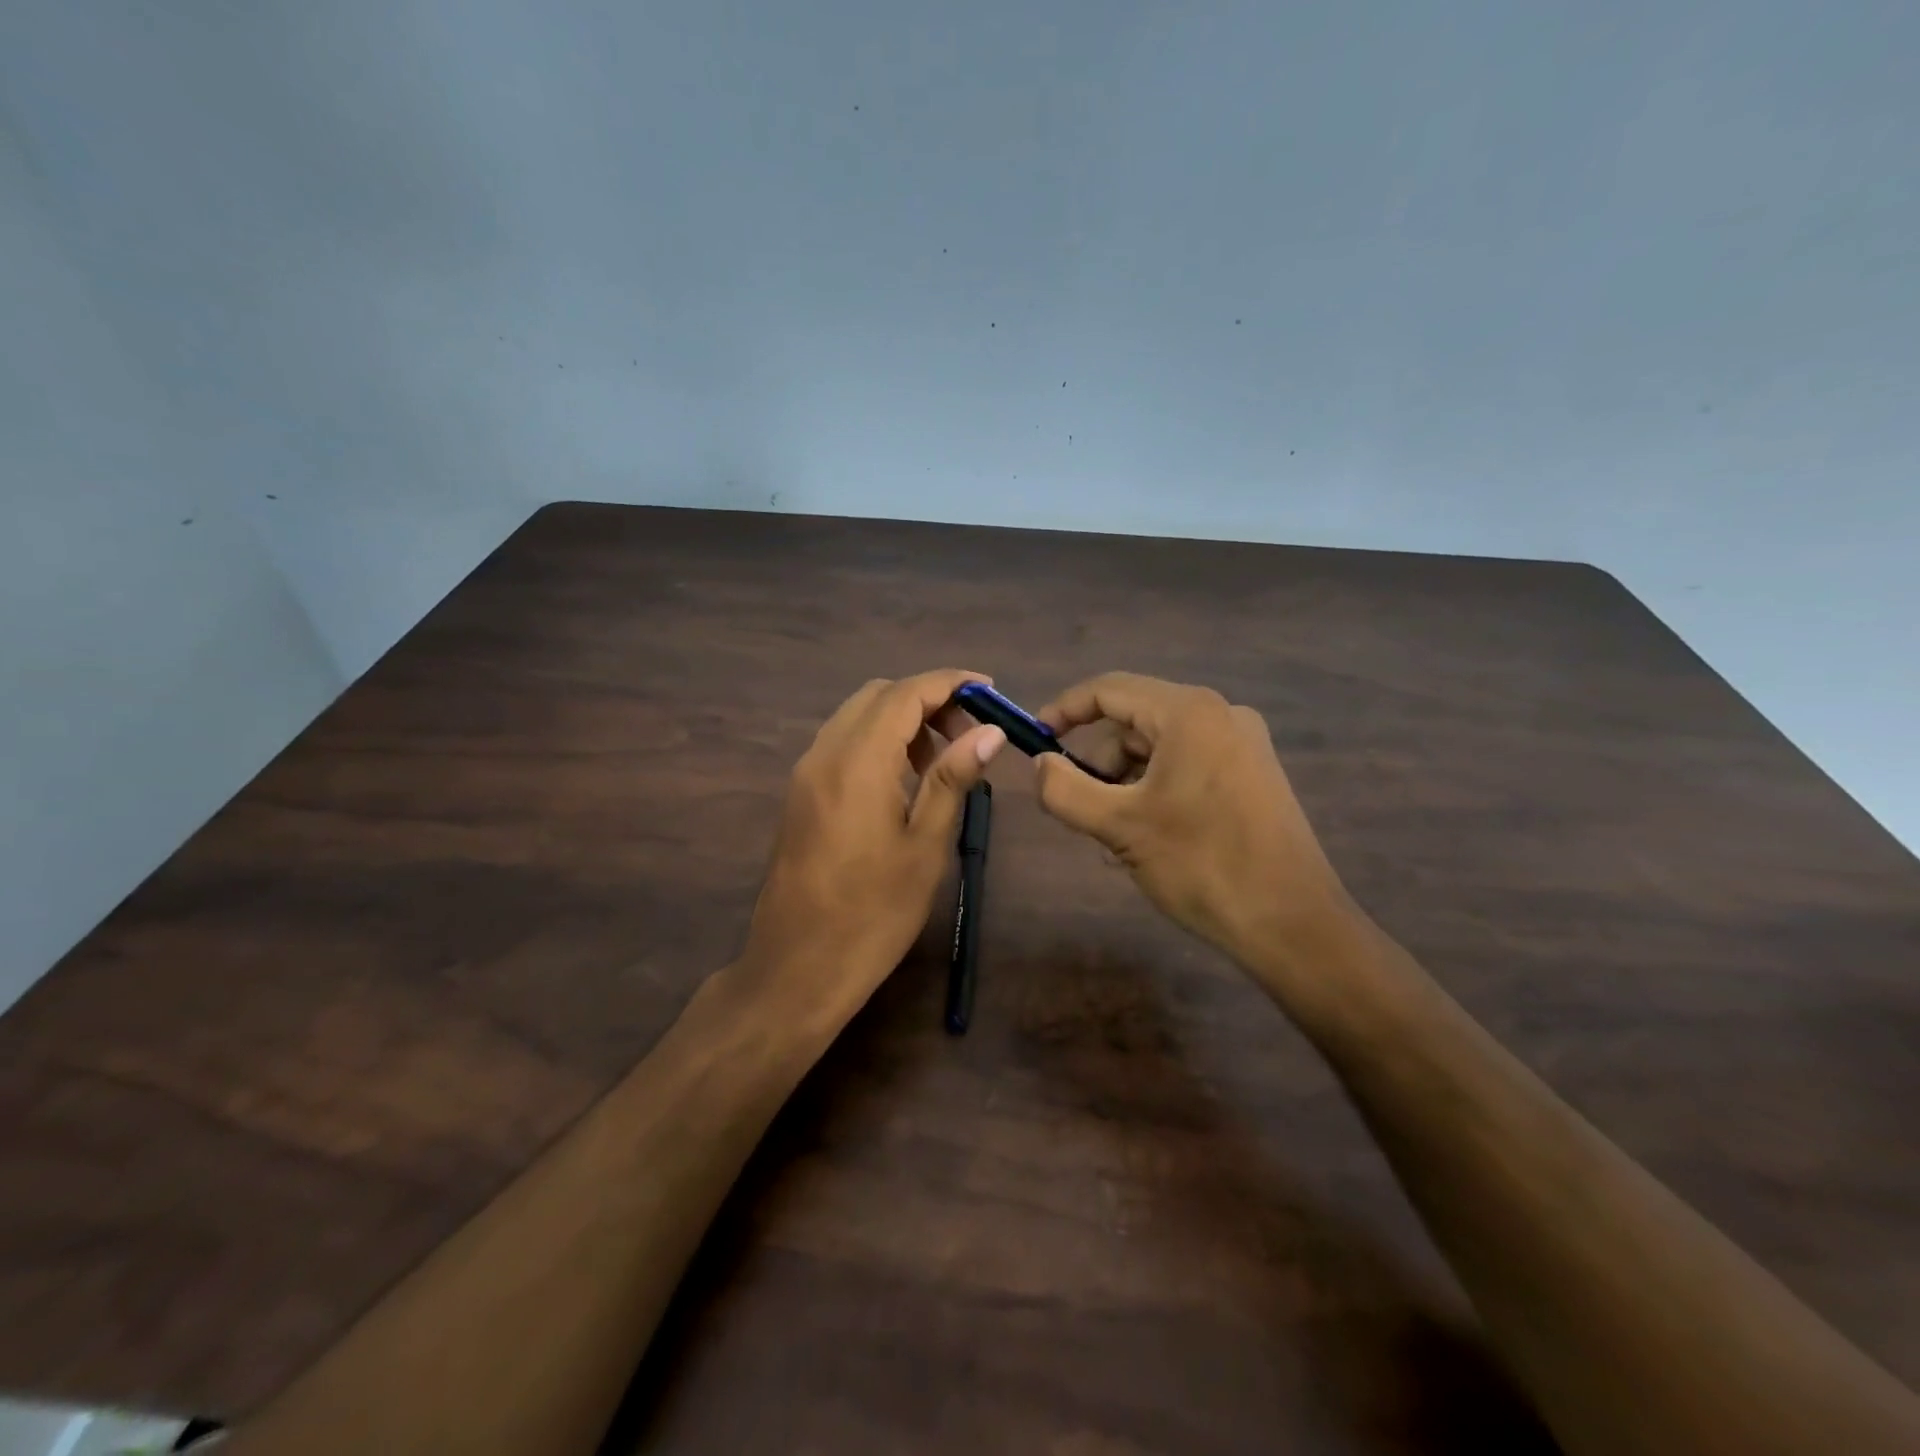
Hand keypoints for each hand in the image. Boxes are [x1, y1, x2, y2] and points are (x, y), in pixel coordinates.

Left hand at [741, 670, 1005, 1020]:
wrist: (797, 968)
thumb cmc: (873, 915)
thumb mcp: (925, 847)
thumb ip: (952, 779)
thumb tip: (989, 732)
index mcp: (856, 764)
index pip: (904, 694)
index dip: (949, 683)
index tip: (989, 690)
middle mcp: (823, 755)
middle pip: (877, 696)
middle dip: (926, 699)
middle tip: (969, 733)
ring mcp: (805, 774)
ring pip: (856, 718)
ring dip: (901, 721)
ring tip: (943, 758)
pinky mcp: (800, 795)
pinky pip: (841, 744)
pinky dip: (878, 742)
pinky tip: (905, 779)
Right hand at [1033, 672, 1356, 981]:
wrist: (1293, 924)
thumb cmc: (1202, 866)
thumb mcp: (1120, 827)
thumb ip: (1065, 789)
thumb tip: (1040, 764)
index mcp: (1189, 713)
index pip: (1109, 689)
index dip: (1065, 709)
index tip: (1035, 740)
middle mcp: (1220, 714)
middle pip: (1134, 721)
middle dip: (1099, 761)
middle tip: (1081, 809)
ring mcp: (1243, 744)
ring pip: (1159, 747)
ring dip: (1125, 783)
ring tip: (1115, 838)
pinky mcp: (1254, 774)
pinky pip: (1187, 765)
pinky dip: (1156, 790)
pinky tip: (1148, 838)